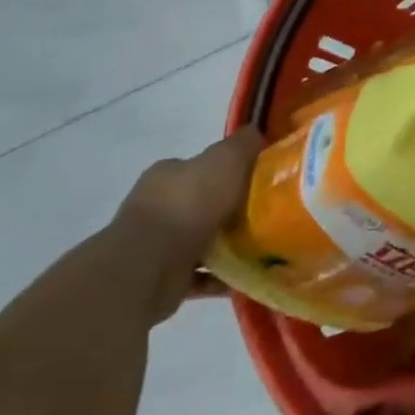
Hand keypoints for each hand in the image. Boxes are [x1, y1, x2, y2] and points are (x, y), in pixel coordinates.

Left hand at [111, 128, 263, 322]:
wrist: (147, 266)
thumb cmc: (188, 203)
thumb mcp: (225, 159)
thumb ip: (242, 145)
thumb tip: (257, 134)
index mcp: (168, 175)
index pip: (202, 166)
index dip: (230, 169)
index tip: (259, 178)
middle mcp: (158, 206)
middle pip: (203, 203)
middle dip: (231, 208)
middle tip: (268, 212)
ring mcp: (157, 245)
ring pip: (201, 240)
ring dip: (227, 244)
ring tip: (265, 247)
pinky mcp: (162, 280)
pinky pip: (201, 275)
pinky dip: (222, 276)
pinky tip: (249, 275)